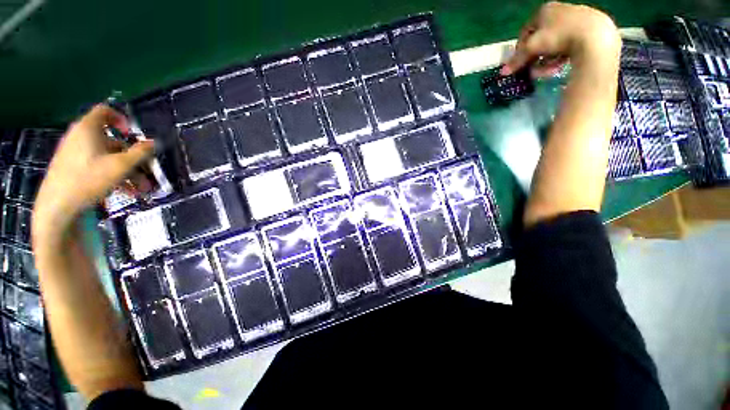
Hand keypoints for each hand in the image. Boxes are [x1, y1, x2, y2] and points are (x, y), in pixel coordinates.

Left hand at [32, 105, 153, 241]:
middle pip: (112, 140)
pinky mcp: (73, 167)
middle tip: (148, 171)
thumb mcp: (121, 165)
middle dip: (133, 157)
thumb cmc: (89, 179)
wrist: (57, 206)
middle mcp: (80, 137)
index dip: (121, 119)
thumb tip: (154, 143)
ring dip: (128, 170)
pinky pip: (98, 166)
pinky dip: (114, 175)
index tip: (133, 134)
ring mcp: (75, 153)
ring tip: (142, 188)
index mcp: (88, 129)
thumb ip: (140, 152)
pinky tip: (128, 191)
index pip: (105, 111)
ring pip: (108, 157)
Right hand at [501, 2, 620, 77]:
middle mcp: (560, 11)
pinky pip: (569, 44)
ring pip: (555, 44)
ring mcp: (576, 18)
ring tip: (546, 72)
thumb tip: (503, 72)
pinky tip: (559, 66)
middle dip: (535, 57)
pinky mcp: (589, 29)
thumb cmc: (559, 36)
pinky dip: (562, 56)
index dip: (520, 48)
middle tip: (532, 70)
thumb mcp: (532, 48)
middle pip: (541, 38)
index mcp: (545, 10)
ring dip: (547, 60)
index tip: (519, 62)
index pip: (526, 31)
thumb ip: (517, 59)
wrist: (595, 36)